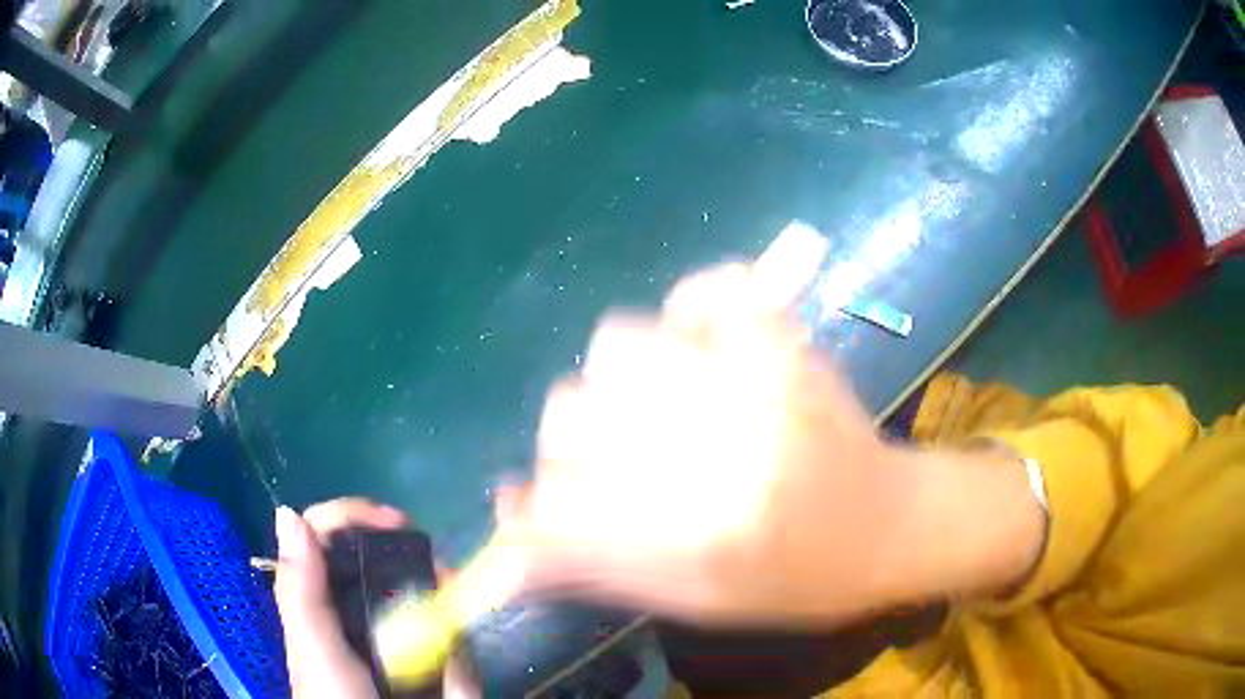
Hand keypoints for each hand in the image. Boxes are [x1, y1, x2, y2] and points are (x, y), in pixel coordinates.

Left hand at [273, 498, 476, 697]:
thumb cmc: (335, 698)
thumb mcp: (315, 650)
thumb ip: (302, 591)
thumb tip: (289, 511)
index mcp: (317, 594)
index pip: (324, 533)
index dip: (356, 515)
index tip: (400, 523)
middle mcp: (351, 605)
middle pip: (385, 561)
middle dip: (420, 573)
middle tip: (446, 584)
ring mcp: (390, 636)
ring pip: (424, 603)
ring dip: (442, 628)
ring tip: (447, 660)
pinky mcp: (420, 664)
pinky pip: (445, 646)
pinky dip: (455, 664)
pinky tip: (451, 682)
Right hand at [496, 263, 1043, 625]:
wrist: (896, 526)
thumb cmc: (800, 582)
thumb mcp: (697, 602)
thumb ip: (597, 570)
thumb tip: (508, 529)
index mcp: (698, 537)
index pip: (556, 505)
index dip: (536, 510)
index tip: (545, 509)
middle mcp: (721, 454)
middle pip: (569, 414)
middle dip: (569, 446)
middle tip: (608, 463)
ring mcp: (758, 381)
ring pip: (618, 344)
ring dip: (617, 380)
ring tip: (655, 405)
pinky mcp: (790, 343)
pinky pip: (712, 288)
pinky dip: (691, 309)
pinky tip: (703, 345)